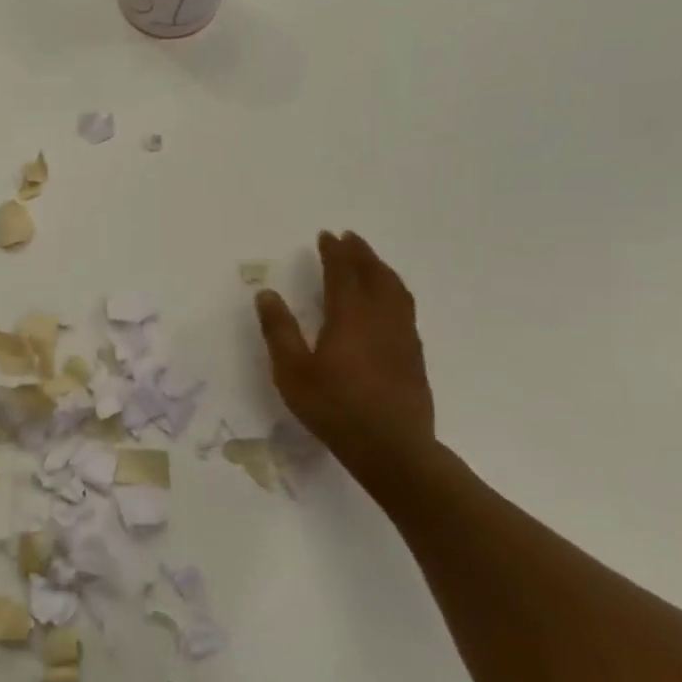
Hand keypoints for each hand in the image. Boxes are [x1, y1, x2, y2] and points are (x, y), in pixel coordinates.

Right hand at [254, 231, 435, 478]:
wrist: (392, 447)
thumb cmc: (334, 408)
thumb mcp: (292, 372)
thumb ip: (279, 330)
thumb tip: (267, 293)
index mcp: (349, 317)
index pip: (342, 273)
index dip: (334, 252)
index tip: (327, 235)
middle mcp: (380, 318)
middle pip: (374, 274)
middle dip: (361, 253)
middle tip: (349, 237)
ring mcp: (402, 335)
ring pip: (395, 289)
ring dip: (381, 268)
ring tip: (370, 260)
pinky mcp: (414, 353)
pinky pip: (405, 307)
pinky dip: (394, 290)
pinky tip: (389, 300)